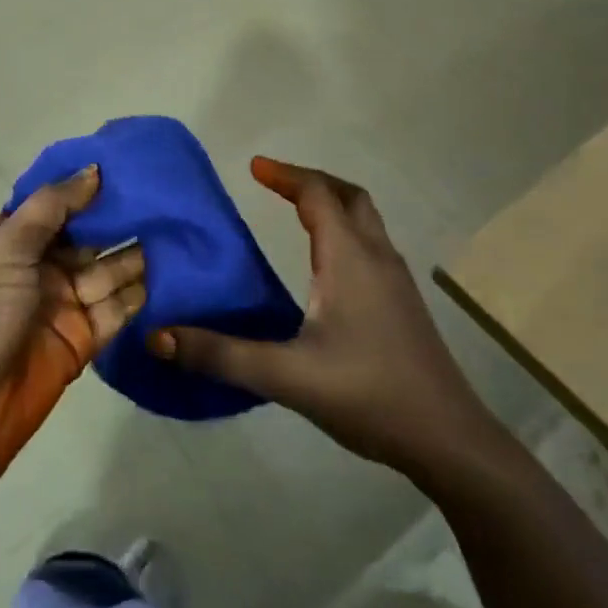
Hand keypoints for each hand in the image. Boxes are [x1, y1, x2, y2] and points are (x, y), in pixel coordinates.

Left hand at [0, 166, 145, 480]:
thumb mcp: (3, 249)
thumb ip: (50, 208)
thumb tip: (94, 170)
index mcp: (10, 240)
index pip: (55, 204)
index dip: (87, 186)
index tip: (130, 164)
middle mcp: (38, 267)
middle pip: (87, 235)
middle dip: (120, 217)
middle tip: (168, 195)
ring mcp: (63, 304)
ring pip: (109, 269)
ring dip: (137, 251)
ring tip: (179, 227)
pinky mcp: (84, 340)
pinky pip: (118, 308)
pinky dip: (142, 292)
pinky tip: (174, 269)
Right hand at [150, 157, 493, 479]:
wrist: (449, 439)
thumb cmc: (369, 395)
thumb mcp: (287, 376)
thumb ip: (222, 355)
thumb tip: (158, 335)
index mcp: (349, 258)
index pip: (317, 194)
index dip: (285, 175)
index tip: (253, 167)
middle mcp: (376, 256)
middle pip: (348, 195)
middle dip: (311, 180)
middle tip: (275, 182)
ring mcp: (396, 280)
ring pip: (365, 219)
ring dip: (331, 203)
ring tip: (295, 212)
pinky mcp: (404, 303)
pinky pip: (371, 244)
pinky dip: (344, 231)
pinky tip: (327, 266)